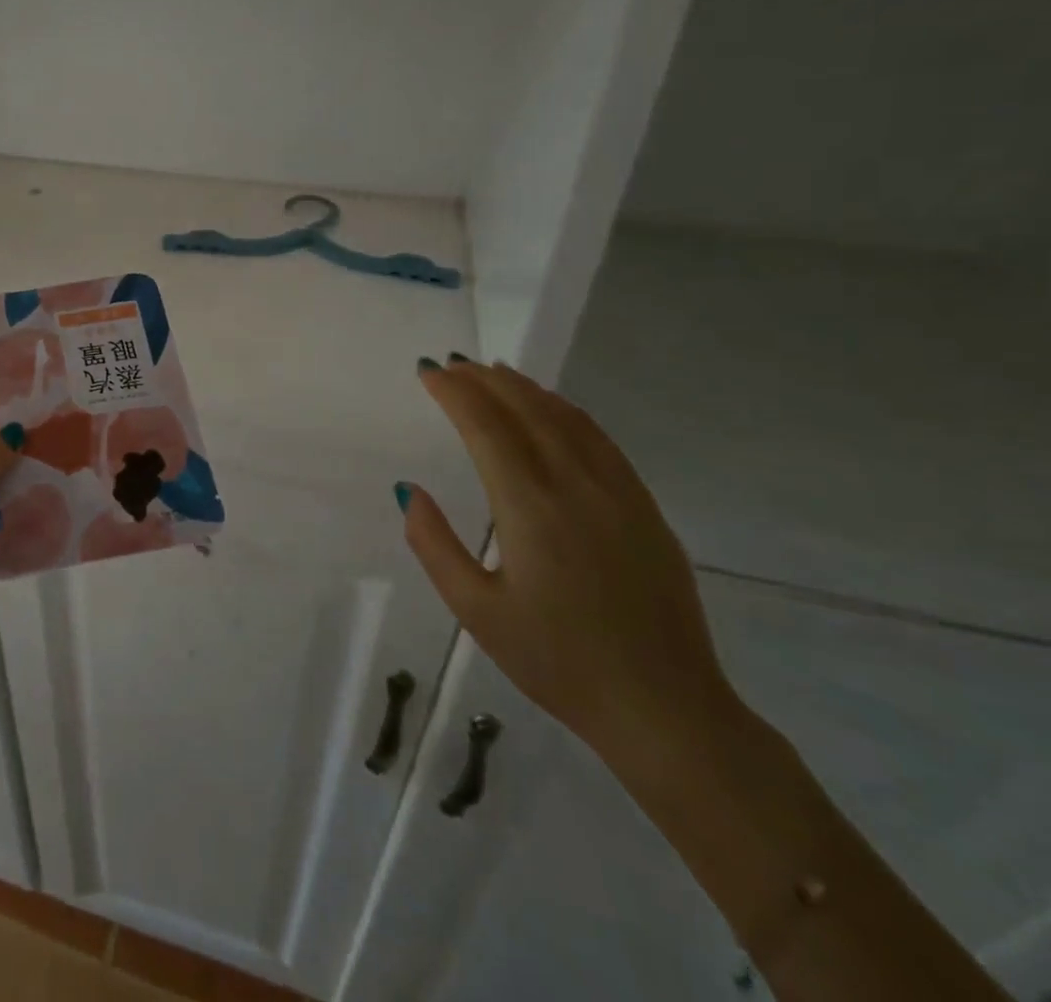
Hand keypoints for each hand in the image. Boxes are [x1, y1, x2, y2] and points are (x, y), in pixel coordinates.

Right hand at [397, 357, 740, 760]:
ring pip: (567, 419)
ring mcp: (619, 494)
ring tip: (495, 372)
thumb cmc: (557, 661)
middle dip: (485, 380)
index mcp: (530, 507)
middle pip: (527, 410)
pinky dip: (567, 412)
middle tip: (453, 363)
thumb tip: (407, 489)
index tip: (428, 371)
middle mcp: (576, 486)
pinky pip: (600, 441)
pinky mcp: (645, 509)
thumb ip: (434, 544)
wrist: (665, 709)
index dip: (454, 392)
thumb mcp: (475, 610)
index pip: (485, 426)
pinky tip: (553, 410)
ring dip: (526, 389)